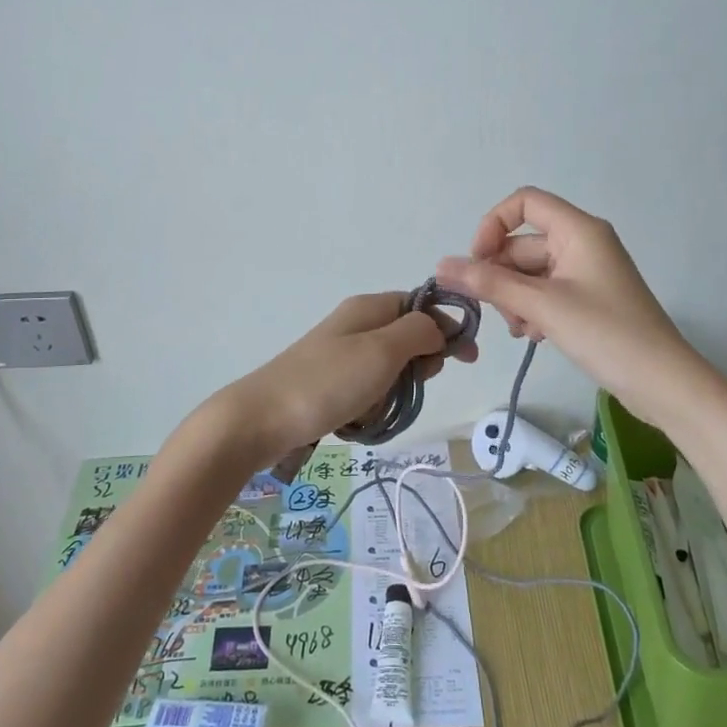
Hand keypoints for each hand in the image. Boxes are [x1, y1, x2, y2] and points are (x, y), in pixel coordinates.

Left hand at [208, 292, 476, 469]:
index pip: (423, 305)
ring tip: (374, 409)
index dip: (448, 327)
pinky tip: (358, 421)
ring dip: (393, 393)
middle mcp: (356, 325)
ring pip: (390, 371)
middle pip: (409, 338)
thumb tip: (439, 327)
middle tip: (407, 386)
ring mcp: (341, 355)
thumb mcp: (382, 350)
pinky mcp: (329, 384)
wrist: (260, 420)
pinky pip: (368, 392)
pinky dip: (371, 408)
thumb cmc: (326, 382)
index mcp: (369, 307)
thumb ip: (419, 331)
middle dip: (417, 366)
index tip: (466, 359)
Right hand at [435, 186, 703, 417]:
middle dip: (501, 275)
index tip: (476, 262)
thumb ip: (490, 283)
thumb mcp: (542, 306)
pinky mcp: (588, 299)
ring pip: (530, 272)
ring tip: (521, 330)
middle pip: (522, 243)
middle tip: (493, 311)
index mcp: (578, 230)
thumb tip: (442, 265)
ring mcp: (585, 272)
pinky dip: (532, 310)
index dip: (493, 225)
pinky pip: (546, 292)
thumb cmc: (606, 334)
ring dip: (515, 298)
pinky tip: (534, 336)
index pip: (524, 202)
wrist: (663, 384)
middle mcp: (581, 243)